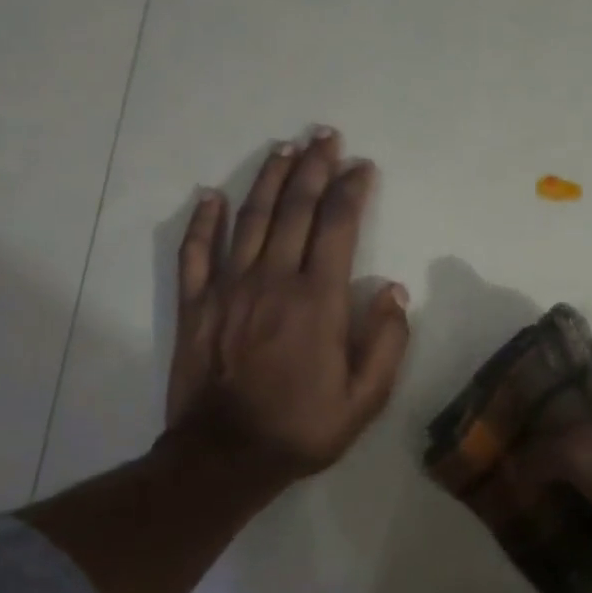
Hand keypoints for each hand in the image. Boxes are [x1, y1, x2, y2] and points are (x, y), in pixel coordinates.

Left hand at [164, 126, 408, 495]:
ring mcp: (228, 289)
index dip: (351, 190)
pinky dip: (204, 222)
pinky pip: (196, 252)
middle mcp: (273, 281)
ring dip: (267, 180)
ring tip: (283, 150)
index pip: (338, 227)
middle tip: (324, 136)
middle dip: (312, 168)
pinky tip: (210, 197)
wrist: (226, 456)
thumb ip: (387, 343)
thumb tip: (395, 292)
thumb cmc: (302, 429)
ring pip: (248, 220)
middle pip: (293, 210)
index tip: (362, 167)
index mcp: (318, 301)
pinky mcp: (195, 306)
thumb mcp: (365, 400)